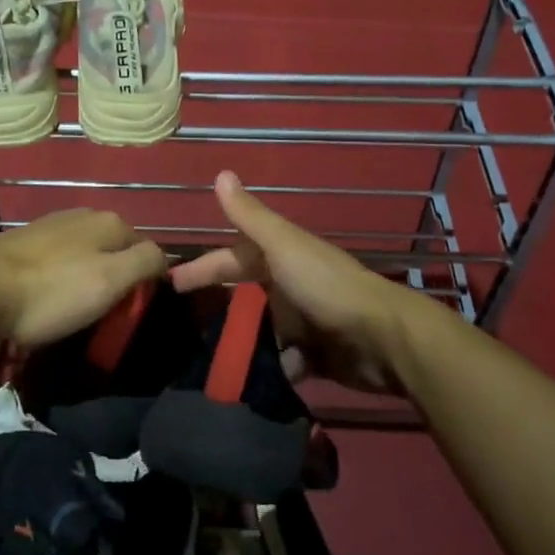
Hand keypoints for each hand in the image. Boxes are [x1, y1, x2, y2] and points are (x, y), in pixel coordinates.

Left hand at [0, 209, 167, 348]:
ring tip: (74, 309)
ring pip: (88, 253)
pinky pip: (60, 258)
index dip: (146, 283)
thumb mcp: (110, 281)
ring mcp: (53, 224)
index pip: (148, 250)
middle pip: (117, 250)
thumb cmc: (51, 292)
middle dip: (116, 278)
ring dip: (88, 277)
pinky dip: (61, 276)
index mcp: (111, 222)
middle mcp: (85, 214)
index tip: (130, 312)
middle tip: (103, 314)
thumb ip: (145, 263)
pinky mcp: (27, 239)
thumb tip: (164, 258)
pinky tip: (48, 295)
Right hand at [170, 172, 421, 393]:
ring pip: (261, 331)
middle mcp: (289, 285)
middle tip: (183, 332)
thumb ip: (250, 216)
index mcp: (280, 256)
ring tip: (209, 365)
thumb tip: (220, 172)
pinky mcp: (315, 356)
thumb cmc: (325, 286)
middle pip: (245, 295)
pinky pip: (282, 362)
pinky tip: (252, 381)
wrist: (383, 339)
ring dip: (241, 344)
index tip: (171, 284)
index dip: (202, 268)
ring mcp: (303, 321)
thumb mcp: (283, 246)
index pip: (230, 259)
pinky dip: (270, 369)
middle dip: (218, 310)